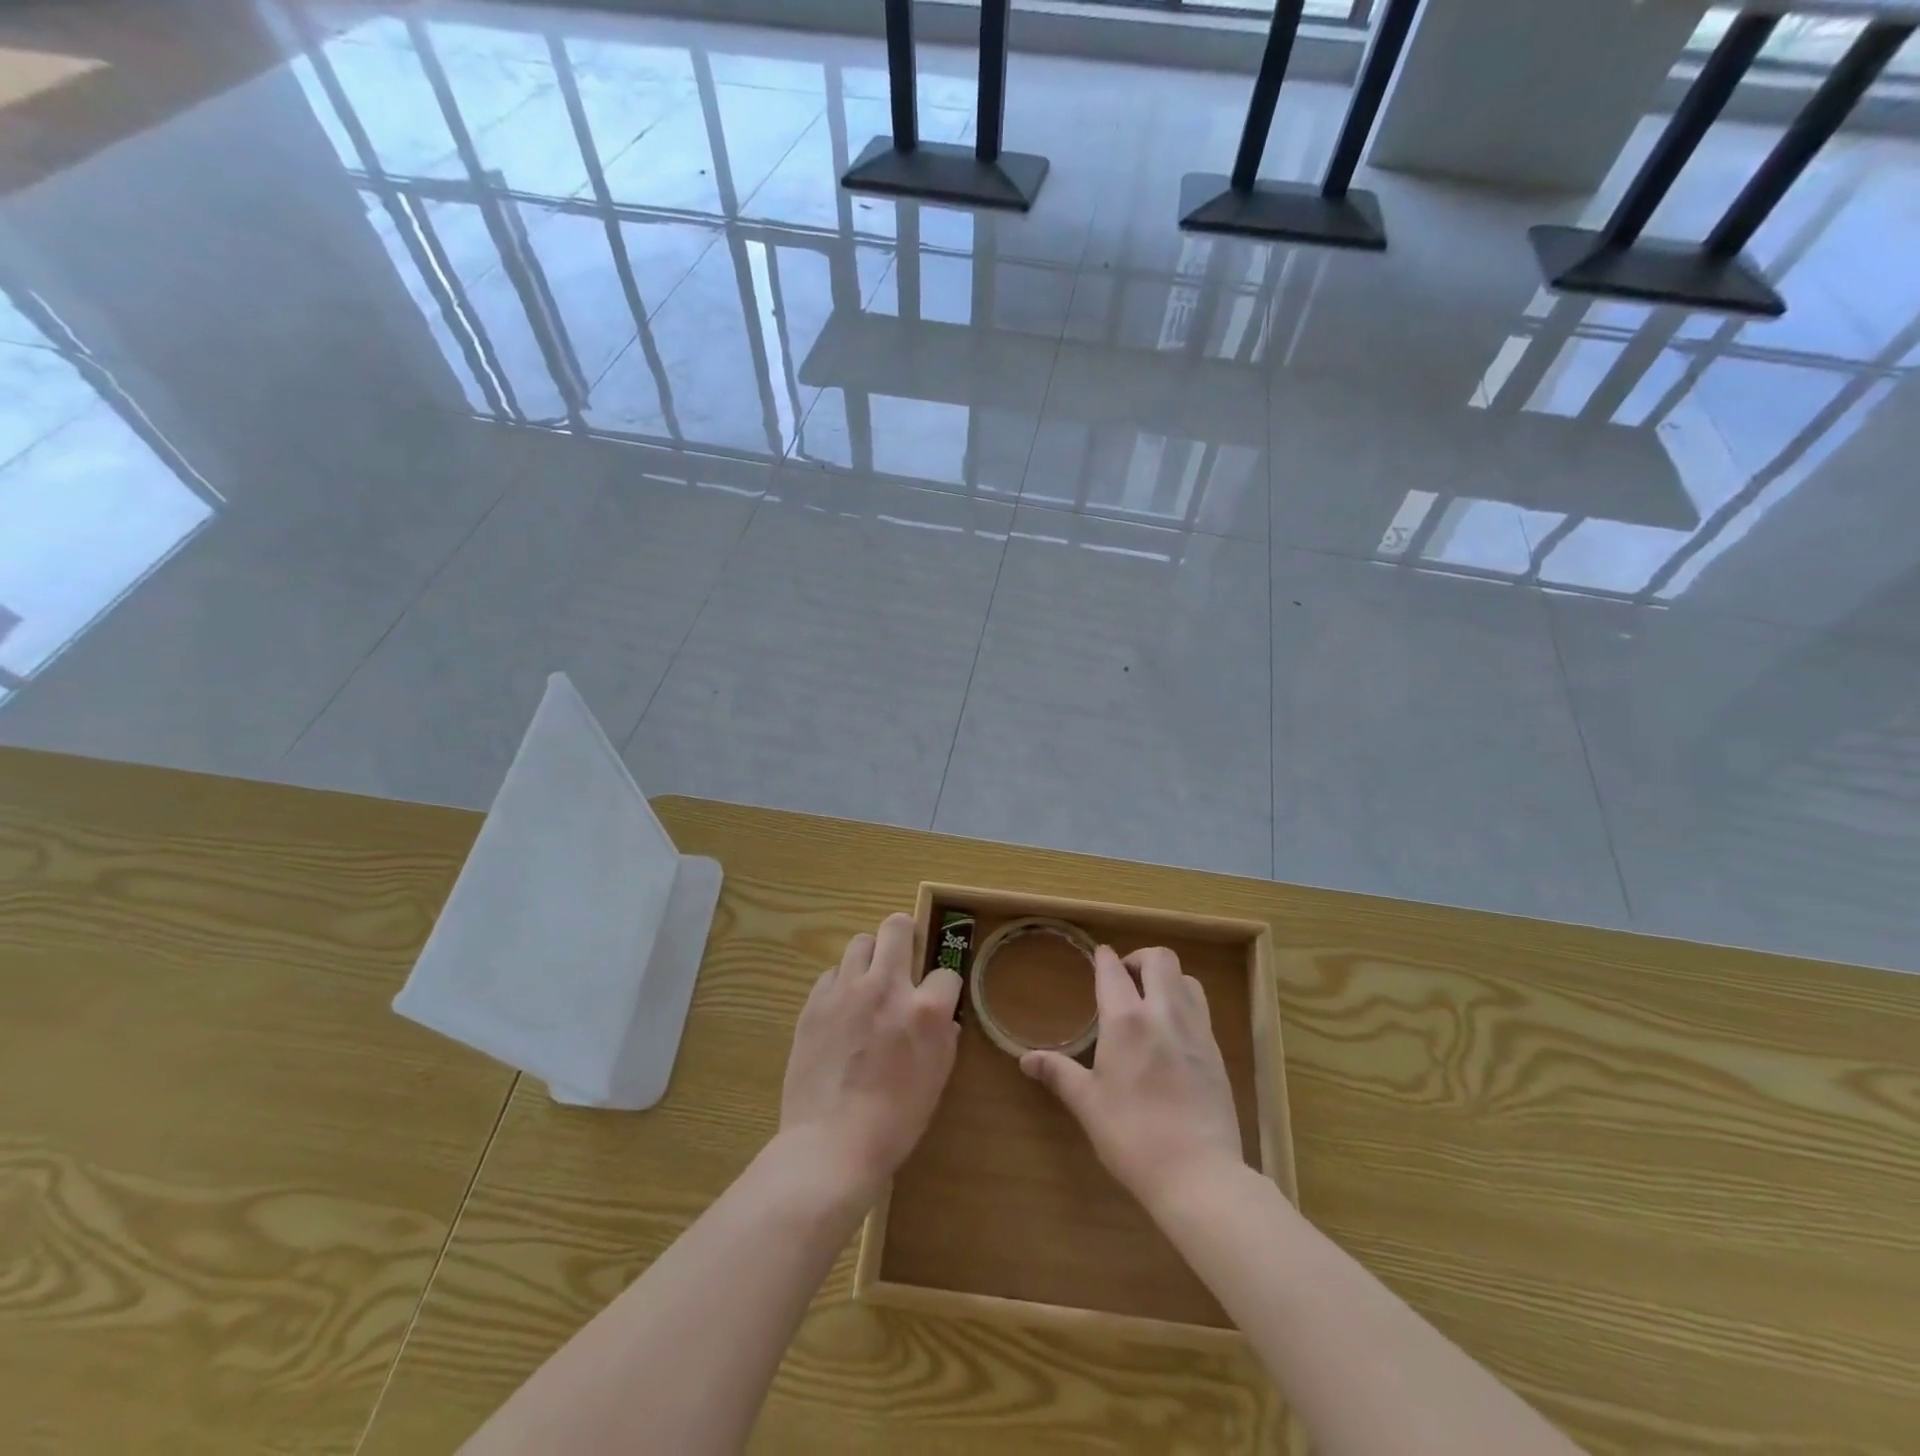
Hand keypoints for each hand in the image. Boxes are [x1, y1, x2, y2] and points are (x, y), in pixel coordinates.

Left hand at [779, 913, 962, 1204]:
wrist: (830, 1144)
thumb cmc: (894, 1121)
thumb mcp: (936, 1080)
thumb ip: (943, 1038)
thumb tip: (941, 1018)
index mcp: (924, 1009)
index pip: (946, 972)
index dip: (945, 987)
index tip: (939, 999)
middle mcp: (886, 987)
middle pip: (896, 927)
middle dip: (906, 933)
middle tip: (904, 954)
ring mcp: (846, 991)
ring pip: (860, 942)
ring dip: (871, 956)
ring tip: (870, 982)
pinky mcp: (815, 1003)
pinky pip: (832, 974)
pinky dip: (842, 983)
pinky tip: (842, 1009)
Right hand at [1021, 945, 1244, 1214]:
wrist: (1199, 1175)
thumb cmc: (1132, 1136)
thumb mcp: (1088, 1104)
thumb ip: (1058, 1073)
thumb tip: (1025, 1059)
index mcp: (1126, 1020)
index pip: (1113, 970)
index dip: (1103, 958)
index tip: (1098, 956)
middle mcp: (1164, 1013)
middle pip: (1159, 959)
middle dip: (1140, 958)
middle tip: (1125, 978)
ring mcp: (1196, 1030)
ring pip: (1186, 979)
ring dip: (1167, 978)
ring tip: (1151, 1000)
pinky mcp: (1216, 1052)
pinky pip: (1201, 1008)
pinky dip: (1185, 1004)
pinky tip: (1172, 1033)